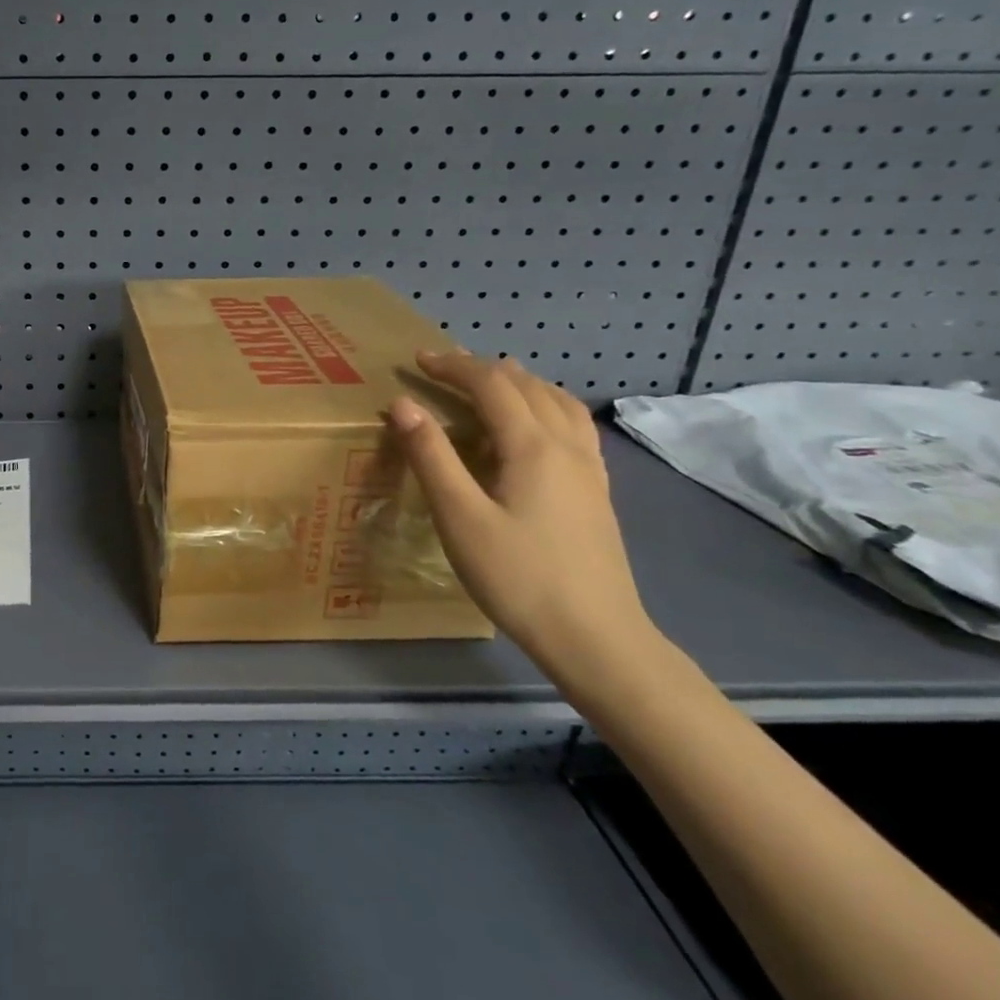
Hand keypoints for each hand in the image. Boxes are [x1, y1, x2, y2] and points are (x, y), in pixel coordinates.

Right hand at [389, 351, 655, 677]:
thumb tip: (403, 403)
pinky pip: (573, 427)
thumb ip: (431, 455)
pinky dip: (547, 406)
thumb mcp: (459, 516)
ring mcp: (589, 470)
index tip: (417, 360)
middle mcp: (566, 446)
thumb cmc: (518, 576)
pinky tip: (539, 426)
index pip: (491, 385)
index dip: (453, 366)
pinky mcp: (596, 493)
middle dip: (482, 369)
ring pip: (558, 403)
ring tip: (494, 380)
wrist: (596, 638)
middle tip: (443, 368)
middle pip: (526, 386)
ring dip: (521, 382)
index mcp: (532, 446)